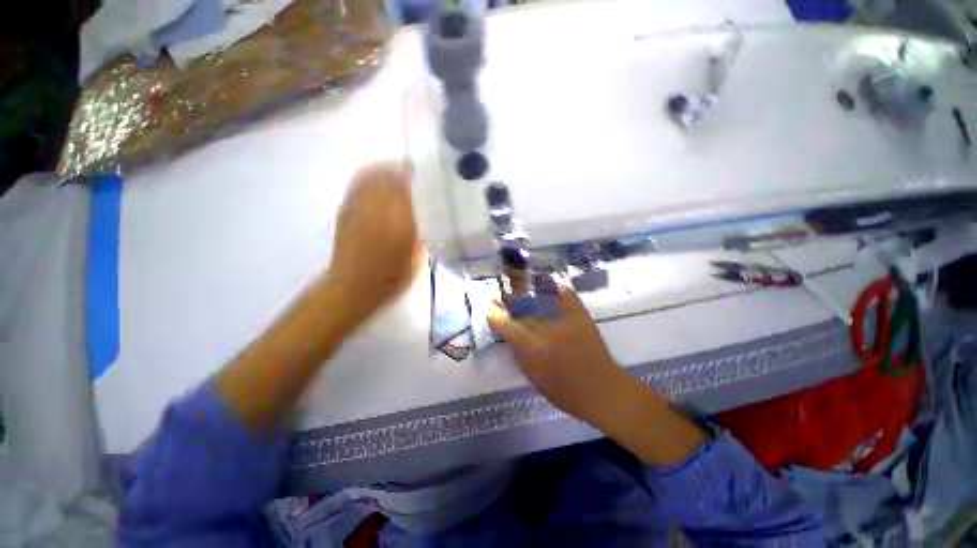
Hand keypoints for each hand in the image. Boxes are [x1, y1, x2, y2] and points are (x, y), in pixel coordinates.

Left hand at [326, 161, 425, 326]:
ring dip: (379, 171)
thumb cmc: (392, 276)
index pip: (404, 186)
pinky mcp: (344, 213)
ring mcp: (357, 208)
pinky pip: (355, 188)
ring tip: (388, 173)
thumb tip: (420, 216)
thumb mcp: (416, 256)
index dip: (409, 175)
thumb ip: (419, 233)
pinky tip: (372, 186)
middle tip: (404, 171)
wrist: (354, 287)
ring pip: (367, 178)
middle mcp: (376, 207)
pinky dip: (365, 181)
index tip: (416, 171)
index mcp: (398, 218)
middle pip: (383, 176)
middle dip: (394, 169)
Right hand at [487, 282, 706, 464]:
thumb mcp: (535, 378)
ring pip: (539, 302)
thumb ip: (521, 355)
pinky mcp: (581, 317)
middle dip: (507, 303)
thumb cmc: (566, 392)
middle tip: (497, 296)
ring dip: (525, 295)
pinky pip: (567, 297)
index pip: (508, 327)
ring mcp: (565, 321)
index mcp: (533, 349)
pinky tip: (550, 282)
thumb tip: (511, 337)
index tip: (488, 310)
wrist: (603, 391)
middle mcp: (546, 330)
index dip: (496, 317)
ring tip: (515, 289)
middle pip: (521, 311)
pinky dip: (558, 289)